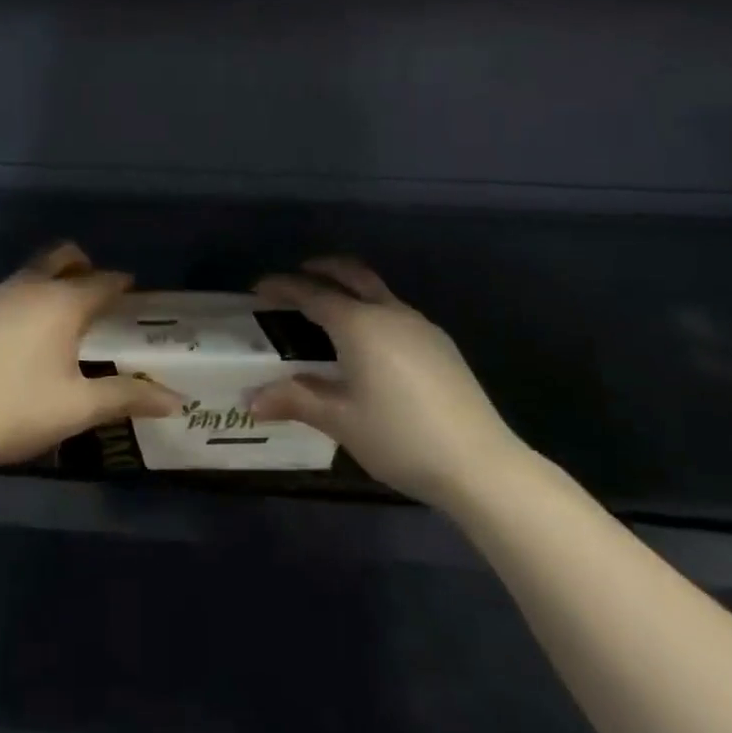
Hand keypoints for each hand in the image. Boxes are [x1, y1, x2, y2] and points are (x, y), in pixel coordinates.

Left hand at [0, 242, 181, 469]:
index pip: (102, 281)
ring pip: (29, 273)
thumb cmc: (22, 410)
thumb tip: (176, 401)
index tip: (130, 289)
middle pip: (61, 256)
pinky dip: (20, 300)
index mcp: (62, 304)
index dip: (119, 283)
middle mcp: (28, 288)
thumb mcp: (80, 407)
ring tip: (56, 314)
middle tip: (94, 287)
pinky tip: (17, 334)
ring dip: (48, 282)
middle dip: (82, 264)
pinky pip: (3, 293)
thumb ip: (128, 397)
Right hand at [248, 257, 530, 508]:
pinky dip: (371, 309)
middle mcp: (389, 313)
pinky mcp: (439, 344)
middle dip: (321, 269)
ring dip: (349, 287)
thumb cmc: (400, 437)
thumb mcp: (341, 420)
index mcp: (359, 325)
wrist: (480, 464)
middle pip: (351, 274)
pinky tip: (368, 342)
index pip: (311, 294)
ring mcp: (420, 326)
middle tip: (297, 276)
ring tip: (328, 309)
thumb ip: (295, 400)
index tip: (258, 288)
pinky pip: (395, 311)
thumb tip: (251, 400)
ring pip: (377, 291)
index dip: (282, 287)